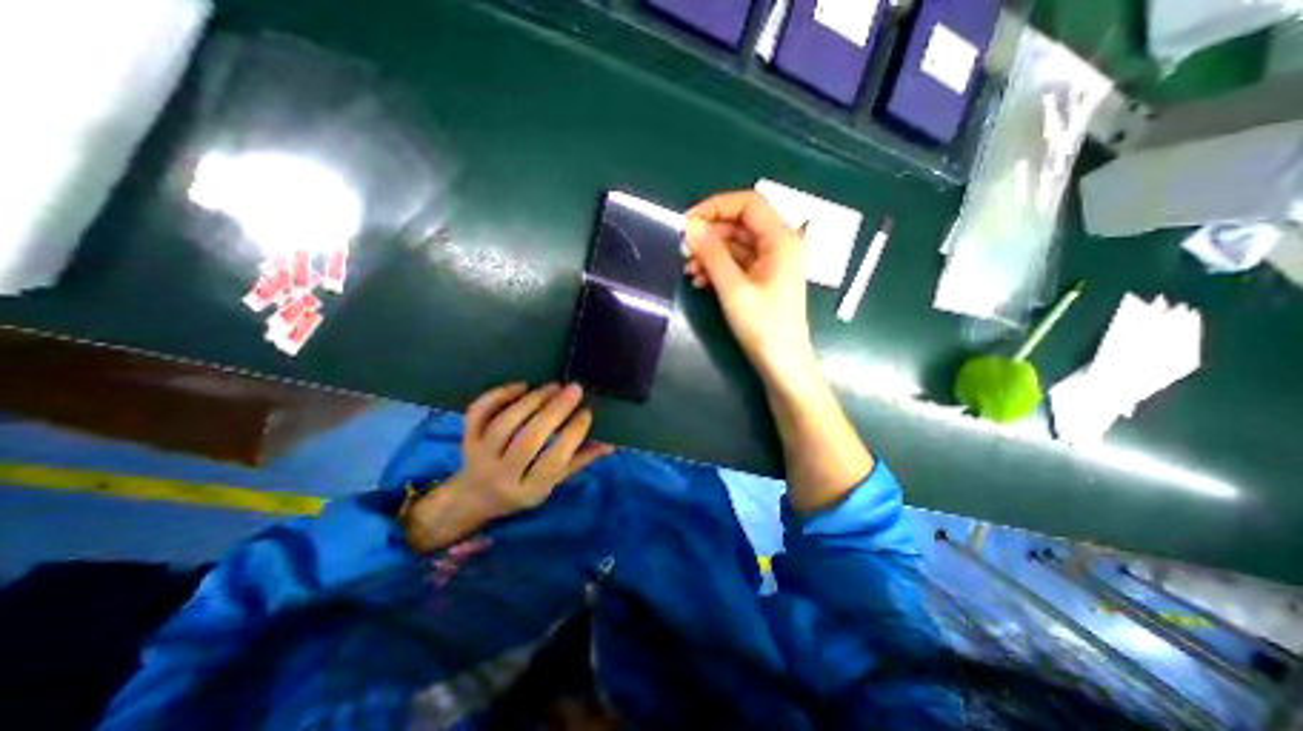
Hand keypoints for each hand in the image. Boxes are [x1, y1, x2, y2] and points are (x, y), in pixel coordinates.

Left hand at [404, 384, 610, 549]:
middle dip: (554, 411)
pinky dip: (498, 395)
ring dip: (531, 401)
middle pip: (529, 439)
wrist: (474, 497)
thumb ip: (579, 461)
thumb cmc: (522, 490)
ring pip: (505, 424)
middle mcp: (501, 475)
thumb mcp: (552, 483)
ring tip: (553, 387)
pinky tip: (521, 386)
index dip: (572, 435)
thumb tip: (611, 443)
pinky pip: (478, 413)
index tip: (587, 412)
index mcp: (528, 489)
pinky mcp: (466, 439)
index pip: (554, 461)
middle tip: (574, 389)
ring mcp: (480, 455)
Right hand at [683, 191, 811, 388]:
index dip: (715, 206)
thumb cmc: (763, 327)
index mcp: (782, 239)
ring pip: (737, 244)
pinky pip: (738, 263)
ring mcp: (773, 262)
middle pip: (740, 224)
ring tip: (688, 270)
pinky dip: (718, 268)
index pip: (748, 203)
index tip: (687, 222)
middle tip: (683, 250)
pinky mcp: (764, 278)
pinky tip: (700, 281)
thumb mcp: (733, 289)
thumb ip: (712, 254)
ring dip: (711, 253)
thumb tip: (690, 226)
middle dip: (710, 235)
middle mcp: (781, 244)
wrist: (782, 364)